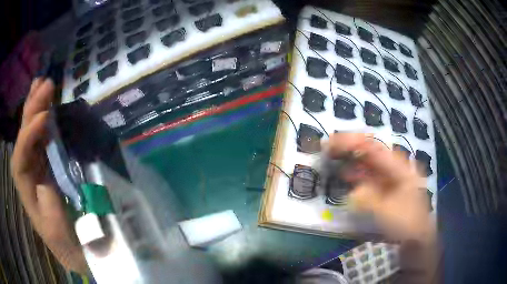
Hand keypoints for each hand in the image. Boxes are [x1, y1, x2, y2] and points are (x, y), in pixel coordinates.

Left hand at [10, 78, 87, 273]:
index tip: (45, 117)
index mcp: (27, 192)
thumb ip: (48, 206)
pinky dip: (42, 119)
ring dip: (35, 108)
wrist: (76, 250)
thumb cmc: (69, 244)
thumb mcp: (60, 233)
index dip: (29, 136)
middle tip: (45, 84)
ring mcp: (36, 168)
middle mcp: (27, 175)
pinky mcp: (46, 165)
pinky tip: (46, 105)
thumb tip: (44, 176)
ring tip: (42, 83)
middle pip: (23, 138)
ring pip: (30, 134)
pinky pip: (41, 139)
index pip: (20, 158)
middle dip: (31, 110)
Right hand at [325, 133, 433, 241]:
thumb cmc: (405, 221)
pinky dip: (355, 172)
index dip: (352, 142)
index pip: (373, 147)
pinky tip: (344, 173)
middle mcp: (393, 166)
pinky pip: (367, 174)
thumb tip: (354, 193)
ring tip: (332, 155)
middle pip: (369, 149)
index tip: (332, 142)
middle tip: (328, 145)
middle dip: (349, 146)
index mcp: (398, 166)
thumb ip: (370, 200)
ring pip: (366, 160)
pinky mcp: (384, 185)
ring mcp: (388, 175)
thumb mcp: (388, 212)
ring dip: (350, 157)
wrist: (416, 234)